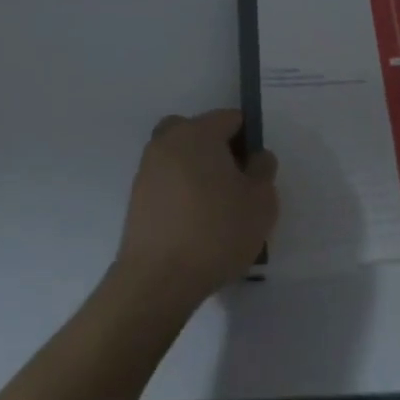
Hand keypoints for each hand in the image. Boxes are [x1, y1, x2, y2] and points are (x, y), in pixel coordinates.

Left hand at [113, 109, 278, 308]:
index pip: (231, 118)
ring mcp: (147, 169)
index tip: (256, 171)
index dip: (249, 140)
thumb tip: (255, 157)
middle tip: (236, 182)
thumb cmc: (216, 232)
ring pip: (181, 155)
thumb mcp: (261, 201)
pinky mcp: (136, 197)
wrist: (158, 281)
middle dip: (220, 150)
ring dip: (198, 170)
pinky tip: (195, 222)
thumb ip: (263, 169)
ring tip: (216, 207)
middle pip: (200, 132)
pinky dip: (182, 190)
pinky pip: (168, 180)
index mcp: (198, 132)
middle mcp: (167, 141)